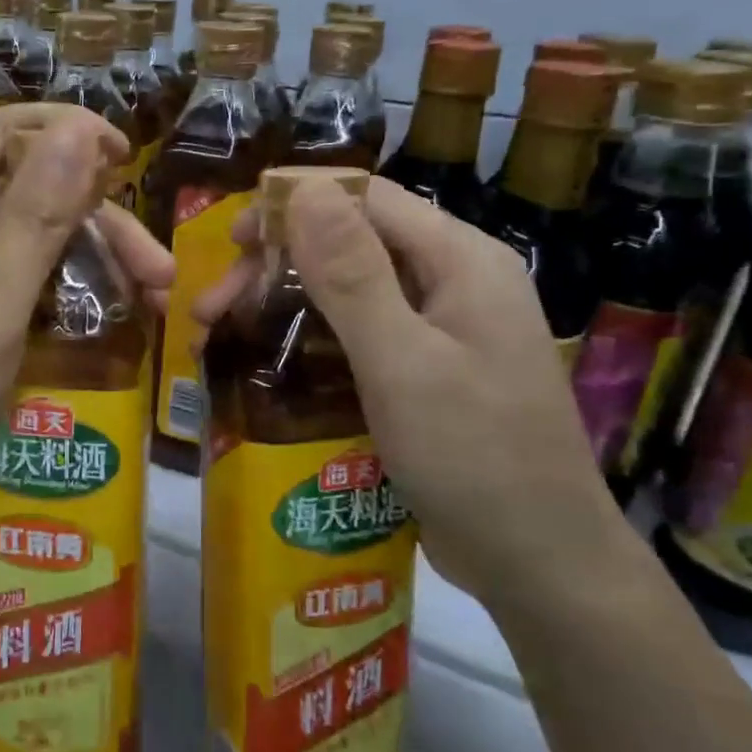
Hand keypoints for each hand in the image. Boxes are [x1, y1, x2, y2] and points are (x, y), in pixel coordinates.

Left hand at [0, 104, 173, 543]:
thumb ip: (37, 213)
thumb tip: (80, 128)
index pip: (2, 131)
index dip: (67, 132)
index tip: (127, 158)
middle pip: (24, 192)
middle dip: (97, 221)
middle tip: (159, 272)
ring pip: (25, 240)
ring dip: (87, 261)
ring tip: (149, 303)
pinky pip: (12, 281)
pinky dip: (59, 293)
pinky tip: (103, 321)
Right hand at [194, 175, 627, 614]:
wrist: (540, 565)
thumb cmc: (475, 458)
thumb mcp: (402, 362)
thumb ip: (353, 274)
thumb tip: (305, 187)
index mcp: (460, 260)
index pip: (366, 198)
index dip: (292, 205)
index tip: (228, 240)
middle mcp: (452, 281)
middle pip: (350, 243)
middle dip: (274, 265)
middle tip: (210, 309)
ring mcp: (440, 329)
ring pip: (348, 290)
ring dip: (282, 303)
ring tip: (221, 335)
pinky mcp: (424, 370)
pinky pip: (358, 334)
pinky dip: (308, 339)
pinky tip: (269, 361)